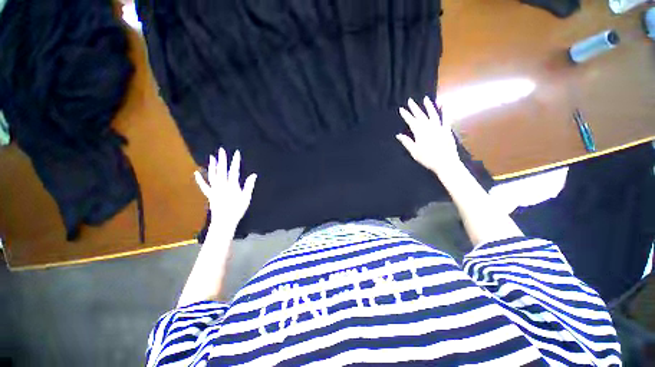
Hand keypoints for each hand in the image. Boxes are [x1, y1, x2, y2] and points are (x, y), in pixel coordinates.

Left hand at [194, 147, 256, 231]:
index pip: (234, 171)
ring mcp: (214, 189)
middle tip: (221, 150)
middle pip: (222, 170)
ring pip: (212, 175)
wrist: (224, 221)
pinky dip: (199, 179)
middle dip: (222, 159)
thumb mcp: (246, 198)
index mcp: (232, 185)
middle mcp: (222, 185)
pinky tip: (196, 173)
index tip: (236, 153)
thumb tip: (253, 175)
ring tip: (212, 157)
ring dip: (212, 166)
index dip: (235, 161)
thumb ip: (249, 185)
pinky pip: (204, 185)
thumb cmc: (237, 209)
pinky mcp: (210, 194)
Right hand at [396, 96, 461, 174]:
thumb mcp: (414, 151)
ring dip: (429, 106)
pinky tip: (443, 105)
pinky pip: (446, 118)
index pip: (411, 121)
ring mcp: (439, 127)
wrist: (445, 162)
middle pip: (420, 115)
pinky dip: (444, 111)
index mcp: (420, 132)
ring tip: (426, 98)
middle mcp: (429, 127)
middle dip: (414, 108)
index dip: (406, 115)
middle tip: (410, 100)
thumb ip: (406, 142)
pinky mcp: (447, 129)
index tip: (401, 109)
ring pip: (433, 114)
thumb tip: (398, 135)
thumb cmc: (427, 158)